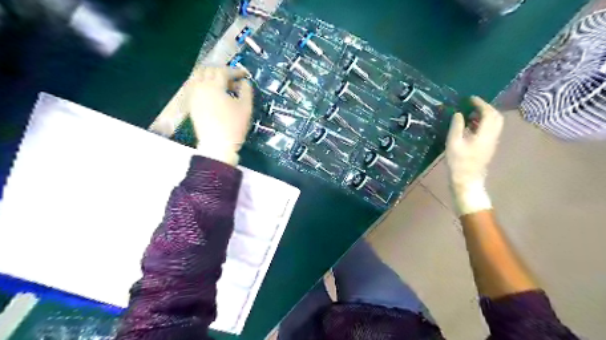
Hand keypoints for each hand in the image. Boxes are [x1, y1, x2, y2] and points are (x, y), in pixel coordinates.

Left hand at [184, 66, 252, 165]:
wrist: (217, 145)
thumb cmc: (233, 126)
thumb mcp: (246, 107)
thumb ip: (246, 91)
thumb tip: (244, 82)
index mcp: (214, 86)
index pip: (223, 71)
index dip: (235, 71)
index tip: (244, 75)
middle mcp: (201, 87)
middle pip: (209, 70)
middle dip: (222, 71)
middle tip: (233, 79)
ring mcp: (194, 95)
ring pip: (199, 76)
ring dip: (211, 76)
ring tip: (222, 85)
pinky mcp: (192, 104)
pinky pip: (195, 86)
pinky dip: (204, 84)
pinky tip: (213, 93)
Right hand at [447, 95, 504, 215]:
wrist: (467, 179)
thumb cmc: (459, 162)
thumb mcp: (453, 142)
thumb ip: (457, 126)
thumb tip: (459, 113)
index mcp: (485, 134)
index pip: (488, 113)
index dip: (480, 103)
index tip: (470, 99)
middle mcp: (493, 136)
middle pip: (496, 116)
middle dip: (485, 108)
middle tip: (472, 105)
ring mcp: (492, 142)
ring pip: (495, 123)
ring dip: (485, 115)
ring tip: (470, 115)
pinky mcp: (489, 147)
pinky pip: (491, 129)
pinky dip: (483, 123)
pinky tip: (471, 126)